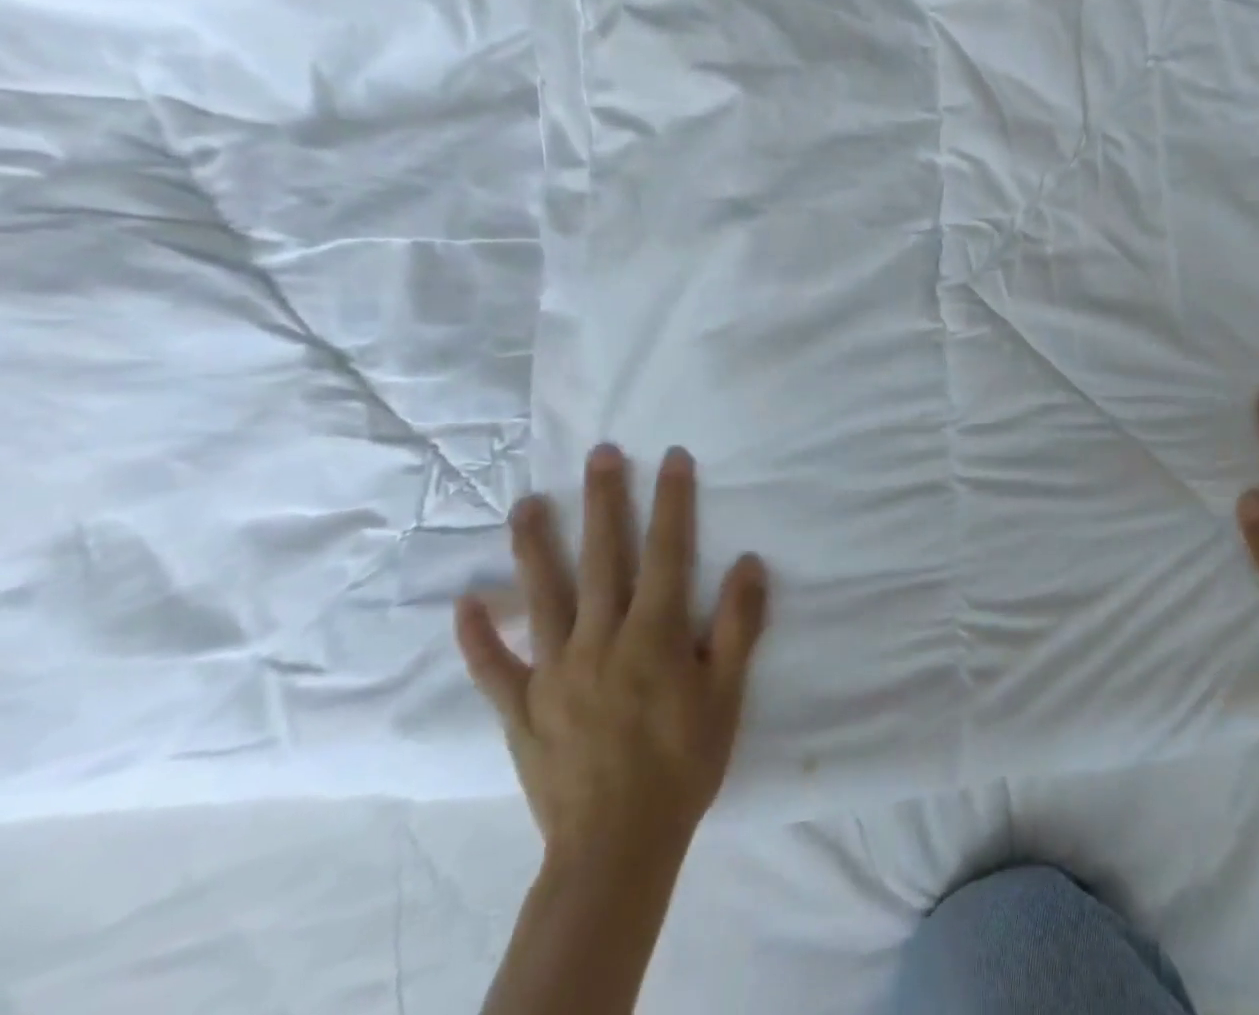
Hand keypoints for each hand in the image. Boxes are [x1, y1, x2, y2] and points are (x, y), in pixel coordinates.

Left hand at [455, 445, 768, 862]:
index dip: (672, 501)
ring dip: (534, 546)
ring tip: (527, 502)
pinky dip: (479, 636)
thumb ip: (738, 626)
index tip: (672, 457)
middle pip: (603, 557)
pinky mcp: (521, 709)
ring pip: (542, 596)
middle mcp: (600, 639)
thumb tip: (748, 563)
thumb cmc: (683, 764)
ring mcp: (554, 672)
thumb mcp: (727, 695)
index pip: (668, 552)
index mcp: (654, 635)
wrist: (616, 848)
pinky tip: (465, 603)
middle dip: (604, 501)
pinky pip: (494, 668)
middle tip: (601, 453)